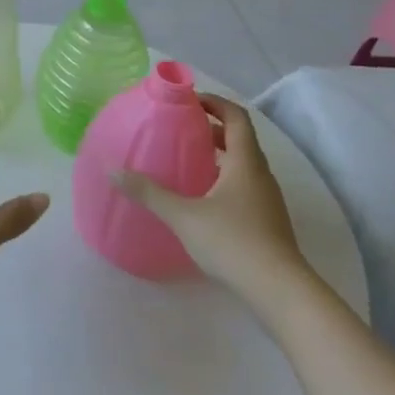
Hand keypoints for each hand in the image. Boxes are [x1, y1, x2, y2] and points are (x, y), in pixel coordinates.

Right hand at [114, 93, 314, 312]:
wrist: (281, 293)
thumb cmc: (233, 243)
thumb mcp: (184, 216)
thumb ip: (149, 193)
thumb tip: (113, 171)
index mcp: (246, 162)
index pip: (236, 117)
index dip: (214, 103)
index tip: (188, 101)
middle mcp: (261, 174)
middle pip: (240, 139)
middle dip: (212, 128)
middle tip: (181, 128)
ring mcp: (268, 200)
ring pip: (244, 164)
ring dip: (220, 154)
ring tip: (188, 159)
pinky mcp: (268, 222)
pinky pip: (245, 186)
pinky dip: (225, 178)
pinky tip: (203, 198)